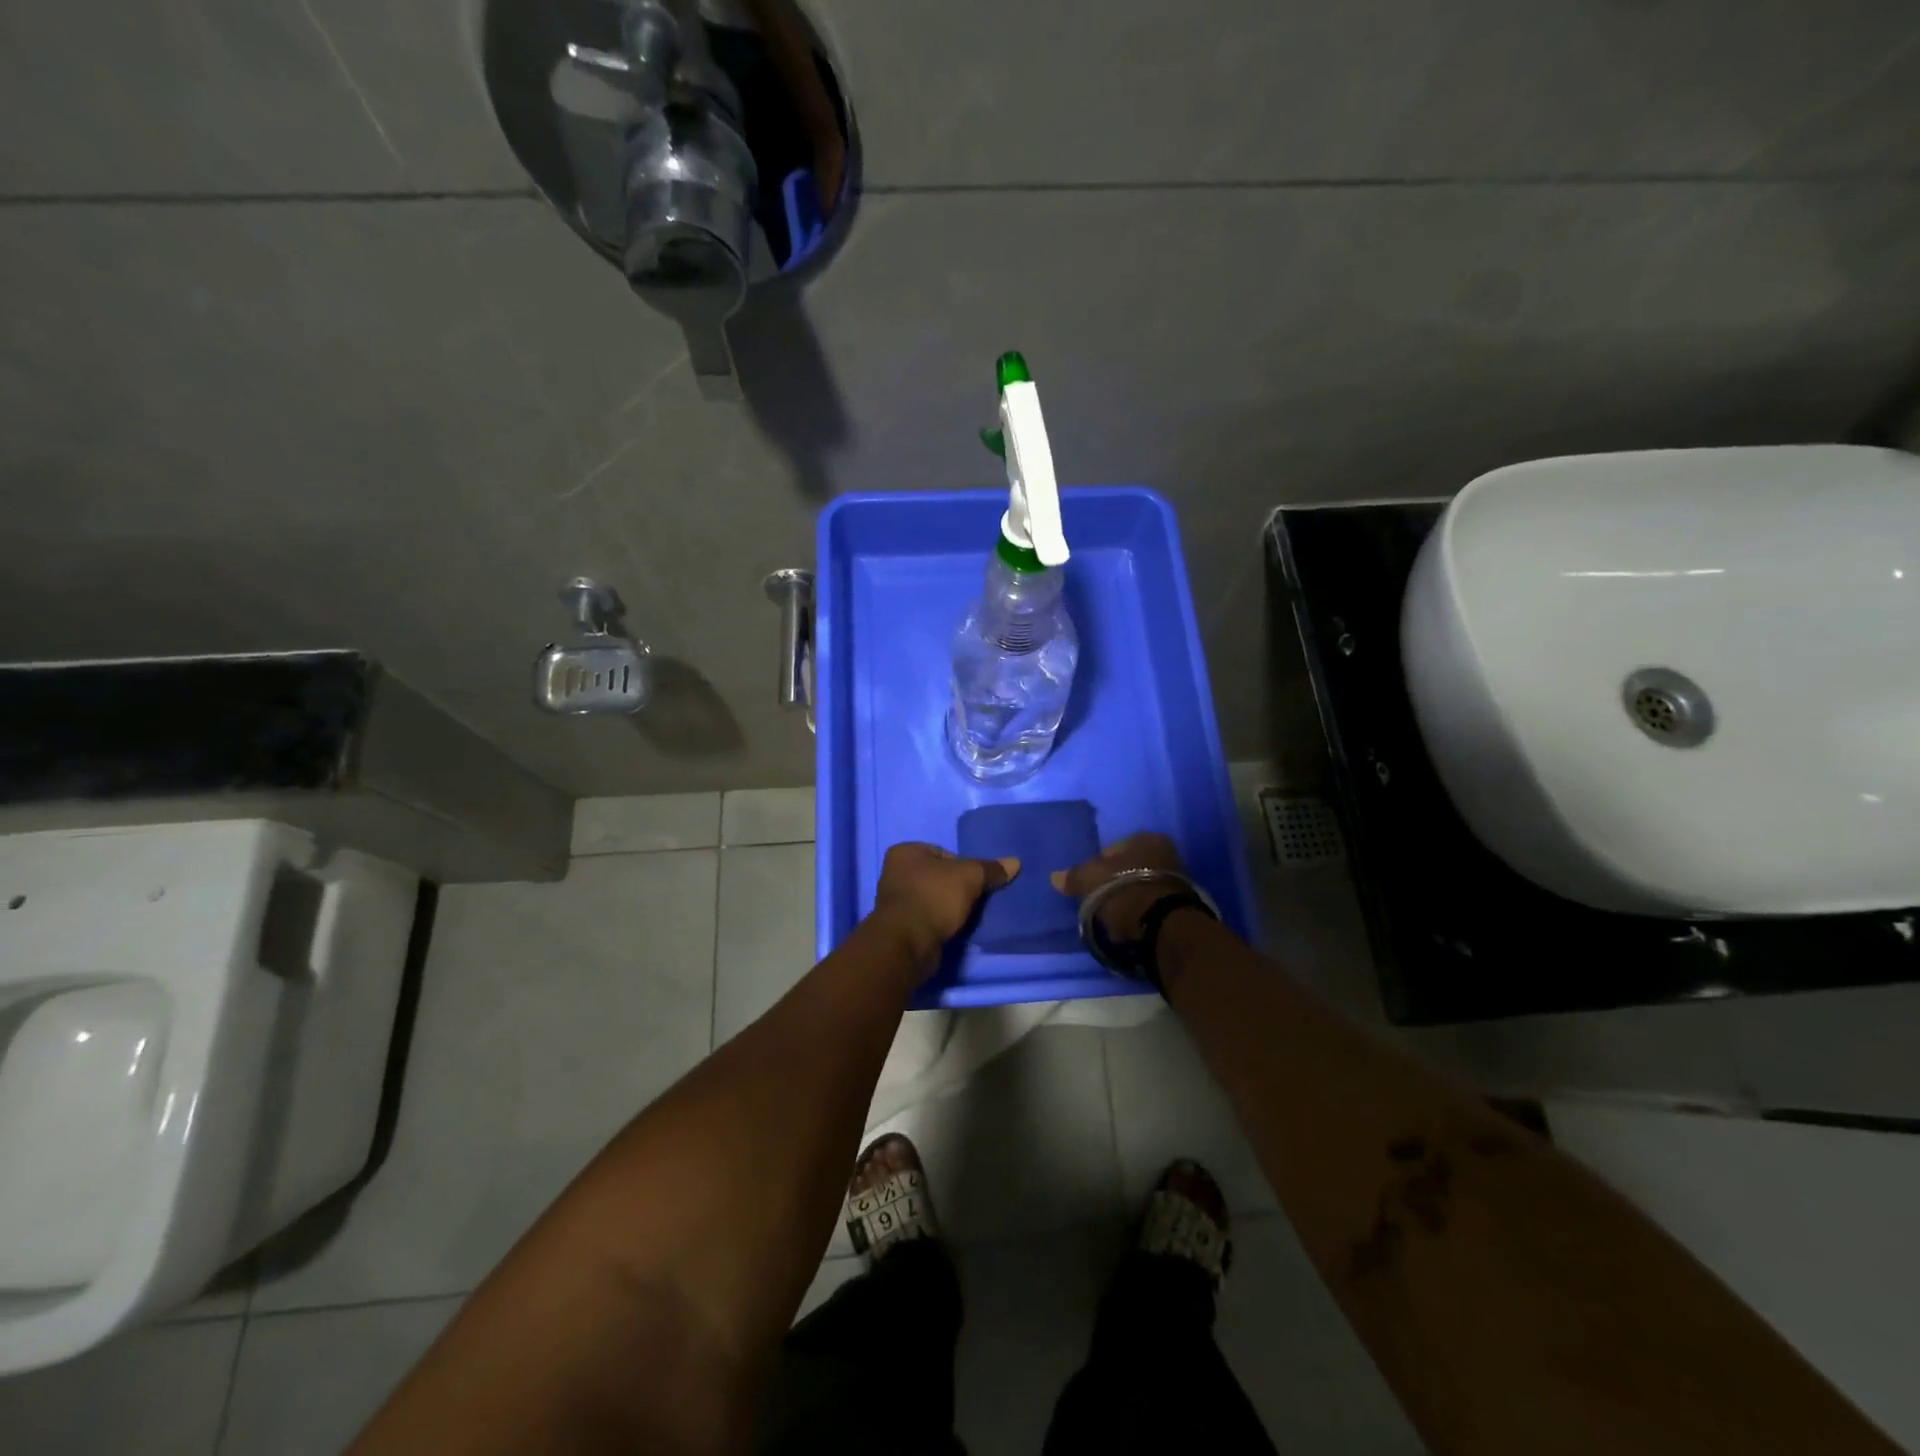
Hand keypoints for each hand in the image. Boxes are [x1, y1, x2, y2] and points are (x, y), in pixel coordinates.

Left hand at [871, 842, 1018, 968]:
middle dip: (957, 888)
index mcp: (904, 852)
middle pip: (938, 877)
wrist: (907, 943)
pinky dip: (940, 923)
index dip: (963, 866)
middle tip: (976, 899)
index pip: (943, 853)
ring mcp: (895, 902)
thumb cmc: (934, 897)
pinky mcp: (900, 927)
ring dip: (949, 907)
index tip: (976, 882)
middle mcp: (895, 873)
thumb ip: (991, 869)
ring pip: (933, 899)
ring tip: (968, 917)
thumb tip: (1015, 862)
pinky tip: (954, 930)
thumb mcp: (969, 877)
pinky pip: (927, 919)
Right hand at [1051, 832, 1188, 939]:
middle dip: (1115, 881)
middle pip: (1129, 867)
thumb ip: (1074, 876)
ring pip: (1140, 886)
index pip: (1113, 848)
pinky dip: (1139, 911)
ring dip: (1128, 897)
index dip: (1098, 865)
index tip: (1089, 884)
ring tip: (1113, 915)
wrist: (1162, 925)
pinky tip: (1128, 923)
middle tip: (1099, 899)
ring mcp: (1177, 880)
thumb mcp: (1090, 879)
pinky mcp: (1180, 906)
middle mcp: (1166, 852)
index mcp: (1146, 838)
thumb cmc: (1123, 890)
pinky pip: (1150, 904)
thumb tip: (1055, 877)